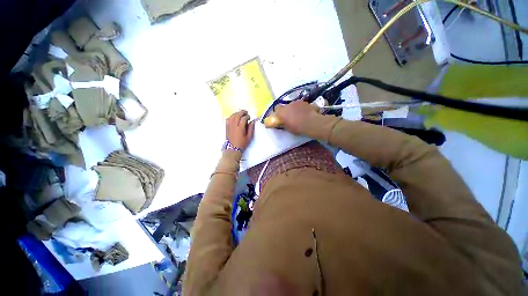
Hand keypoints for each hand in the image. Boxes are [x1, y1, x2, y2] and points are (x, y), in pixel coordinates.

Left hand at [226, 110, 254, 150]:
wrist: (232, 148)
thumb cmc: (242, 143)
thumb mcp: (249, 137)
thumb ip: (251, 128)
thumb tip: (252, 121)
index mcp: (240, 128)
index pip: (243, 118)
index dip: (247, 116)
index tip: (249, 117)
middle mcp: (234, 125)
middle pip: (237, 115)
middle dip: (242, 112)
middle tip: (246, 112)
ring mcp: (229, 125)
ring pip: (232, 116)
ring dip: (237, 113)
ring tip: (241, 113)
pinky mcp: (226, 127)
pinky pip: (228, 118)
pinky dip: (232, 116)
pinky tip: (235, 117)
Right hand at [276, 100, 321, 134]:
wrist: (311, 123)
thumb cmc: (297, 127)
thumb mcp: (287, 128)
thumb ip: (283, 124)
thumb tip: (281, 123)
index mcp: (281, 111)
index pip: (276, 109)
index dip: (278, 113)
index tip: (280, 117)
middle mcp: (288, 105)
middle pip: (285, 106)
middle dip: (287, 111)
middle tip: (290, 117)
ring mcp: (297, 102)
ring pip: (293, 105)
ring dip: (294, 109)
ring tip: (299, 116)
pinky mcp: (305, 102)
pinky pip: (301, 105)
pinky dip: (302, 108)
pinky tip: (306, 114)